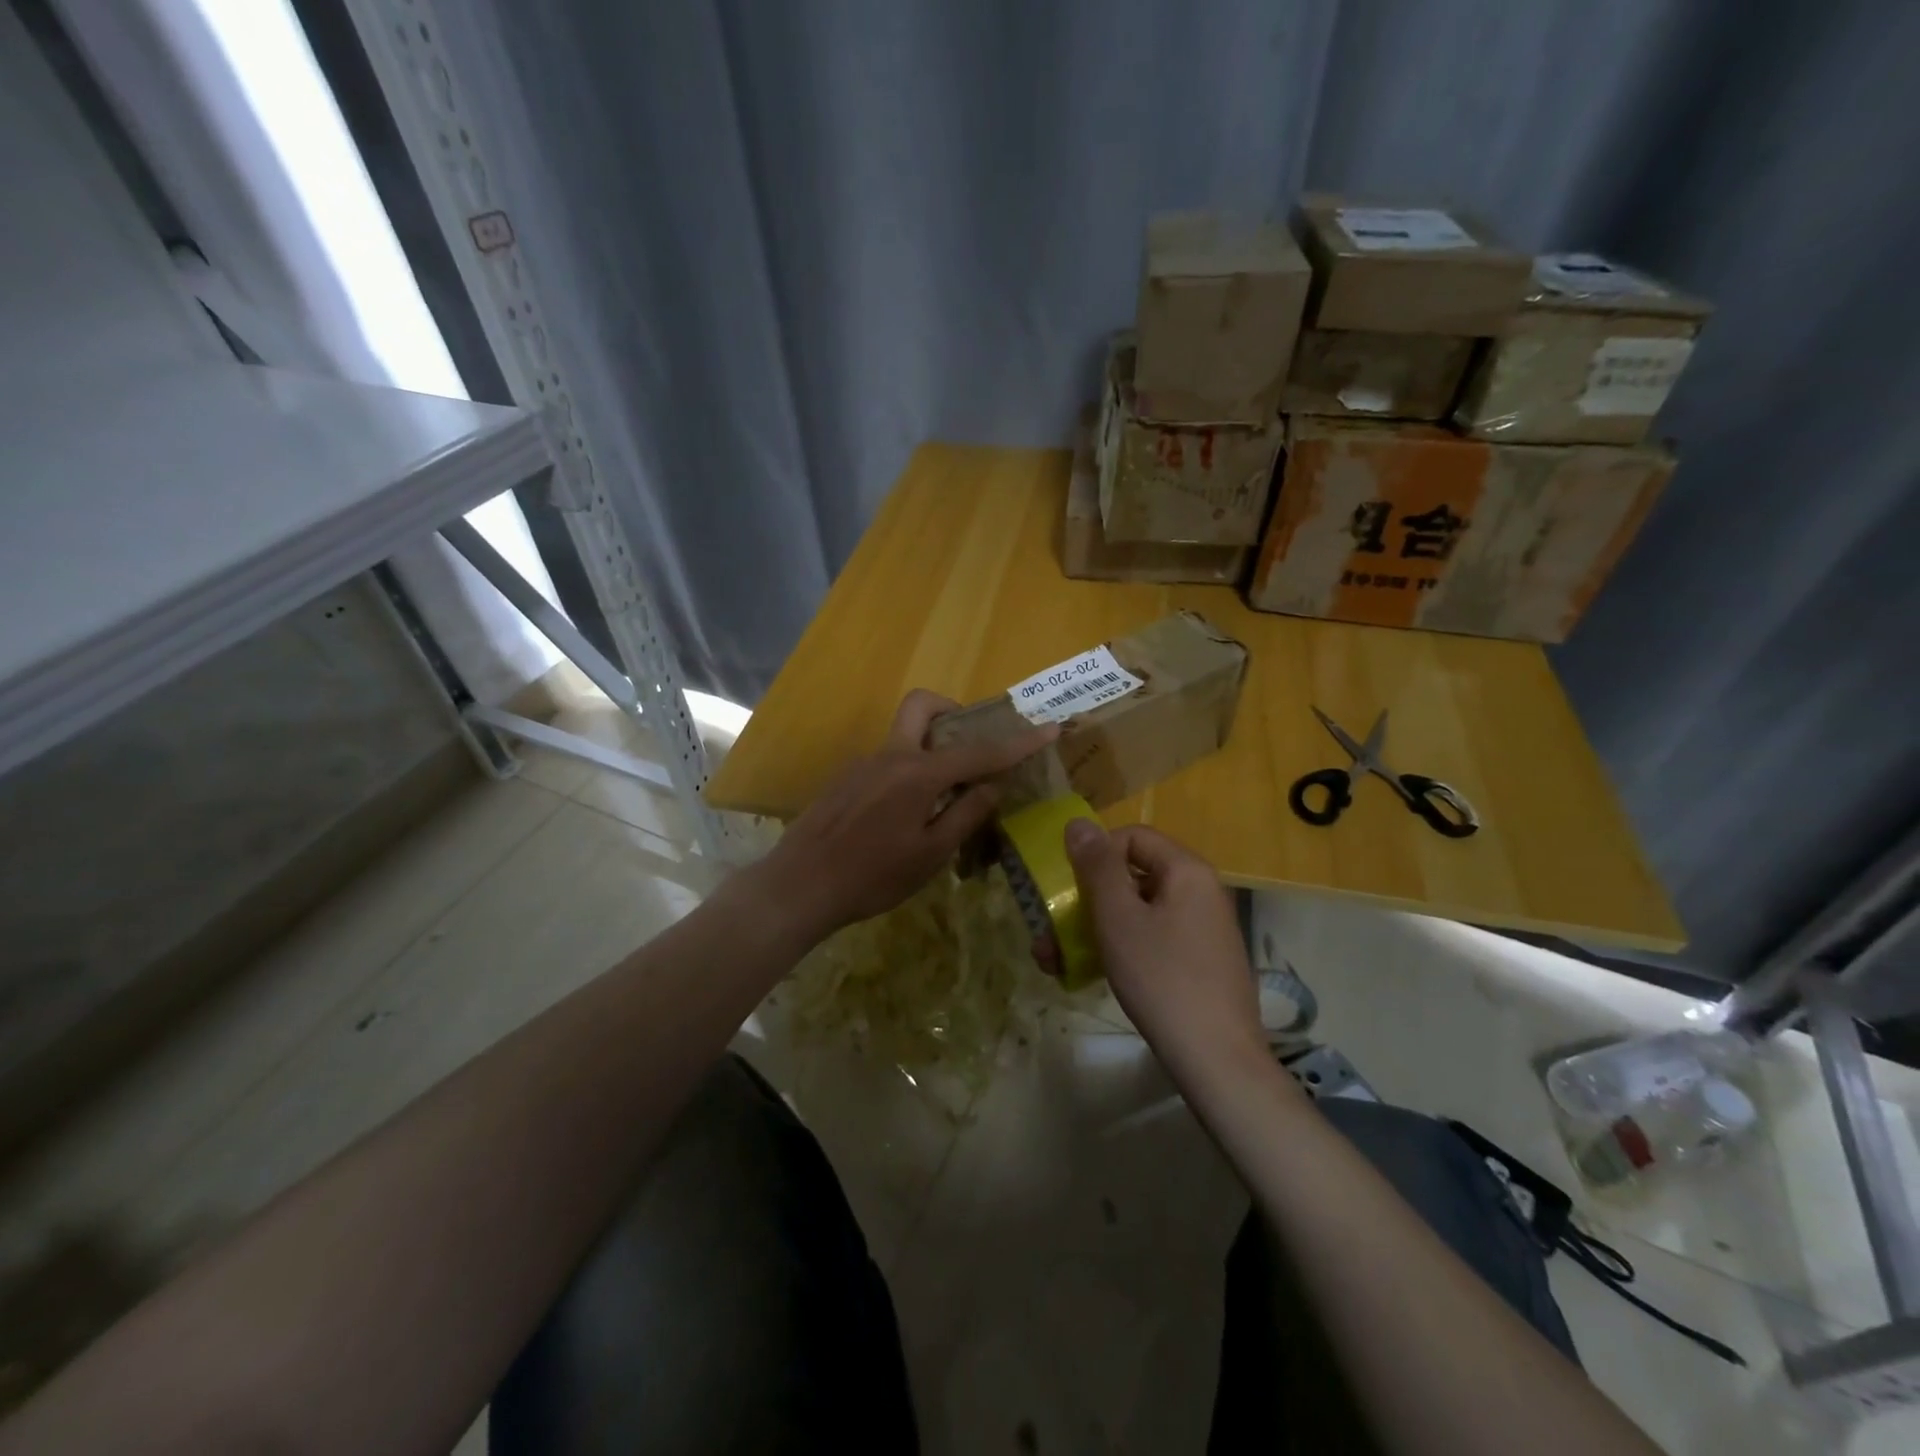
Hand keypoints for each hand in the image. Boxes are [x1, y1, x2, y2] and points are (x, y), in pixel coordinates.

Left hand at [753, 690, 1057, 943]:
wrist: (800, 885)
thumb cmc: (873, 876)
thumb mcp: (931, 854)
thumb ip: (965, 814)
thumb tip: (992, 785)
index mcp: (918, 773)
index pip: (979, 751)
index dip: (1018, 742)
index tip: (1049, 728)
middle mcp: (891, 755)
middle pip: (922, 705)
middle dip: (953, 711)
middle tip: (971, 744)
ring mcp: (864, 763)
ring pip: (905, 735)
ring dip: (931, 748)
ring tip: (944, 796)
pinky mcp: (846, 778)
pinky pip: (888, 760)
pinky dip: (909, 771)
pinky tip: (906, 814)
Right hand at [1064, 821, 1265, 1077]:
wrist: (1217, 1061)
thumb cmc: (1162, 978)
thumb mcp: (1119, 918)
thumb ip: (1097, 867)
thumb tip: (1079, 823)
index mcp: (1187, 871)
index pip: (1133, 837)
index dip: (1095, 854)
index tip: (1069, 887)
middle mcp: (1200, 892)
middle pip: (1133, 876)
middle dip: (1085, 901)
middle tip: (1048, 931)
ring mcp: (1202, 929)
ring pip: (1137, 912)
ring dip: (1093, 929)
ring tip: (1055, 961)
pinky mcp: (1199, 962)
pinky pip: (1152, 939)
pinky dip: (1120, 948)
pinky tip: (1090, 975)